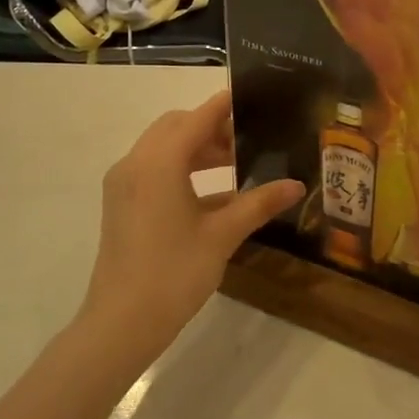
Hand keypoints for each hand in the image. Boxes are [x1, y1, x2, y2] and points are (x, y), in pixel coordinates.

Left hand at [77, 91, 303, 369]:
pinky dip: (183, 170)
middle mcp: (136, 163)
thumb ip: (259, 203)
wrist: (122, 322)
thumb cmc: (174, 273)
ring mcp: (124, 184)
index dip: (225, 105)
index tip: (253, 96)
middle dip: (212, 128)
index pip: (198, 118)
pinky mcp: (121, 204)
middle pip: (176, 128)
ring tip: (237, 164)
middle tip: (249, 139)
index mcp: (159, 163)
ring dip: (197, 150)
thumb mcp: (222, 235)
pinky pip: (154, 170)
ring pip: (164, 149)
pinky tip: (215, 193)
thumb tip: (297, 185)